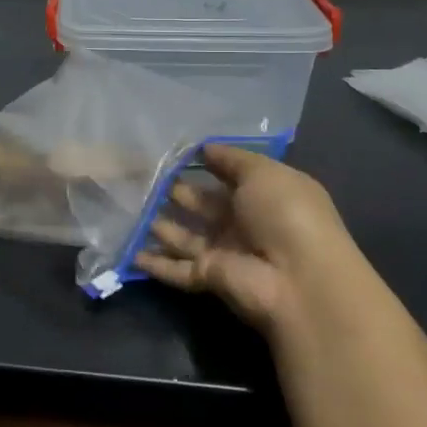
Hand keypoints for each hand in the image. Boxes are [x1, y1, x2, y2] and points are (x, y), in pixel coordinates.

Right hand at [139, 145, 358, 343]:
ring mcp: (225, 253)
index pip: (228, 177)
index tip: (170, 153)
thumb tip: (205, 147)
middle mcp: (244, 224)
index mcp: (263, 196)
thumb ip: (231, 159)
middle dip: (175, 192)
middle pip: (202, 206)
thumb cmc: (286, 214)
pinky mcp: (208, 277)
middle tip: (139, 176)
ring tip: (127, 205)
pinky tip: (128, 251)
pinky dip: (154, 263)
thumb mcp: (264, 173)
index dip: (203, 165)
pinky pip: (176, 269)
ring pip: (185, 236)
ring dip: (160, 224)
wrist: (298, 279)